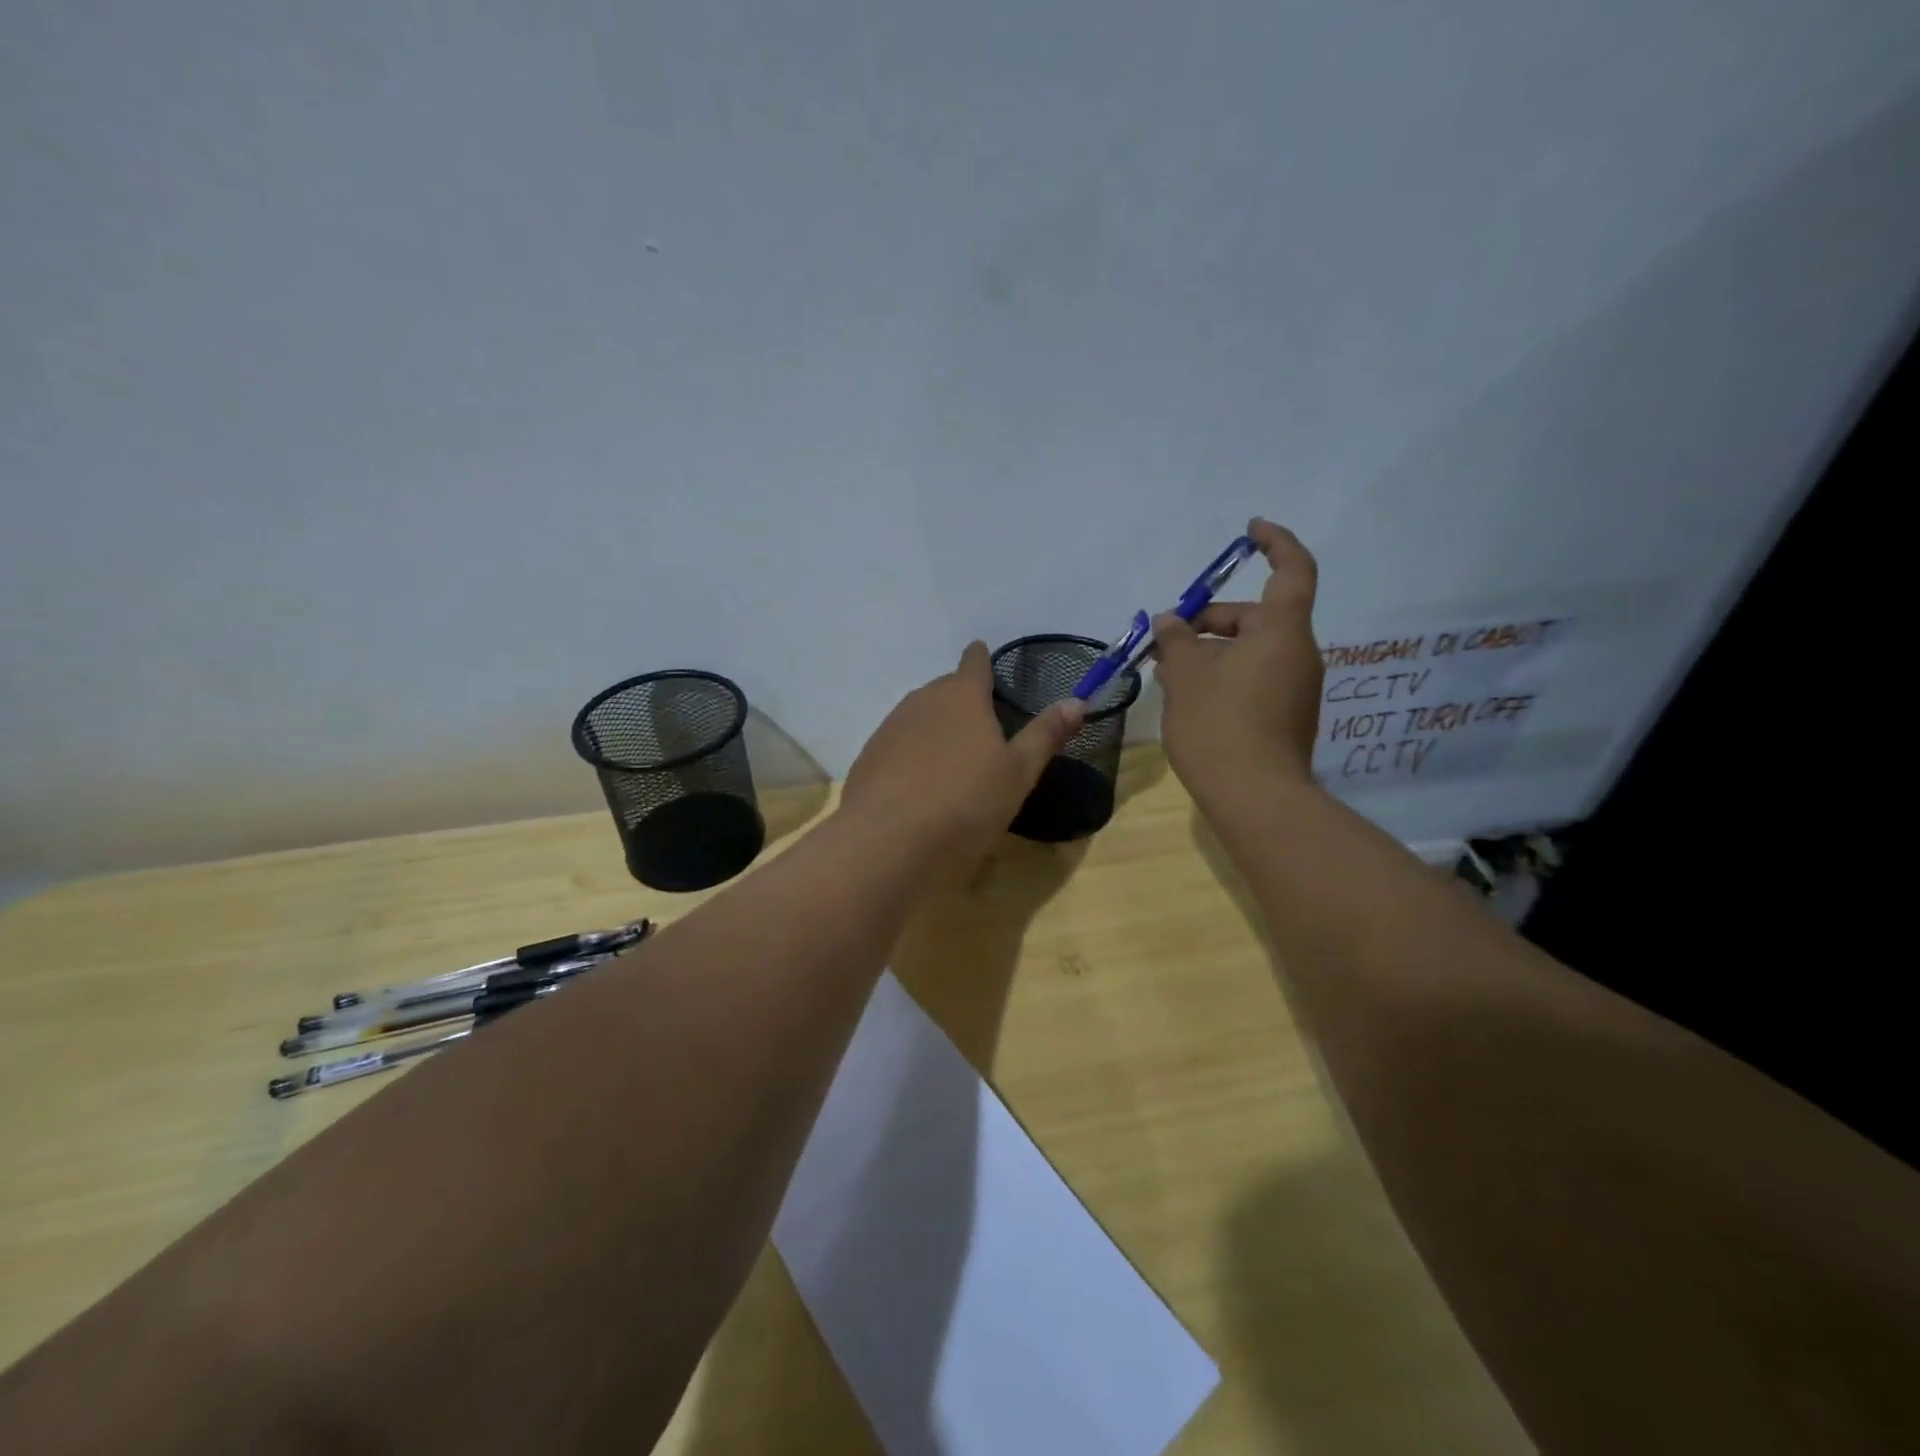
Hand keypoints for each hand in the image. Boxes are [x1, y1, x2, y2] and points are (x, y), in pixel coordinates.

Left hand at [843, 641, 1084, 868]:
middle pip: (946, 689)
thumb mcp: (1018, 773)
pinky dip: (911, 753)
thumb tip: (1078, 700)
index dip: (981, 659)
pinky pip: (898, 743)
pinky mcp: (868, 756)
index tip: (984, 658)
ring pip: (919, 715)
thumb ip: (1045, 734)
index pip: (974, 662)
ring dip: (936, 727)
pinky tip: (919, 784)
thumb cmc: (966, 802)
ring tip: (952, 757)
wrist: (888, 840)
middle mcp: (922, 700)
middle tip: (981, 726)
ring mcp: (890, 727)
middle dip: (962, 699)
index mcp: (963, 696)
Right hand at [1151, 518, 1322, 806]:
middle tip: (1165, 639)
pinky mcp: (1287, 716)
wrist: (1255, 797)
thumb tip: (1170, 621)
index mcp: (1282, 631)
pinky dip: (1223, 676)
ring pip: (1250, 651)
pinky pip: (1254, 678)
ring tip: (1167, 672)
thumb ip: (1176, 640)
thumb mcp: (1186, 675)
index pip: (1291, 569)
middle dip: (1209, 620)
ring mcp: (1296, 688)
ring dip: (1210, 652)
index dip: (1274, 542)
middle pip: (1256, 617)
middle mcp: (1298, 653)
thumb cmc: (1219, 724)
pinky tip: (1189, 698)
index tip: (1249, 531)